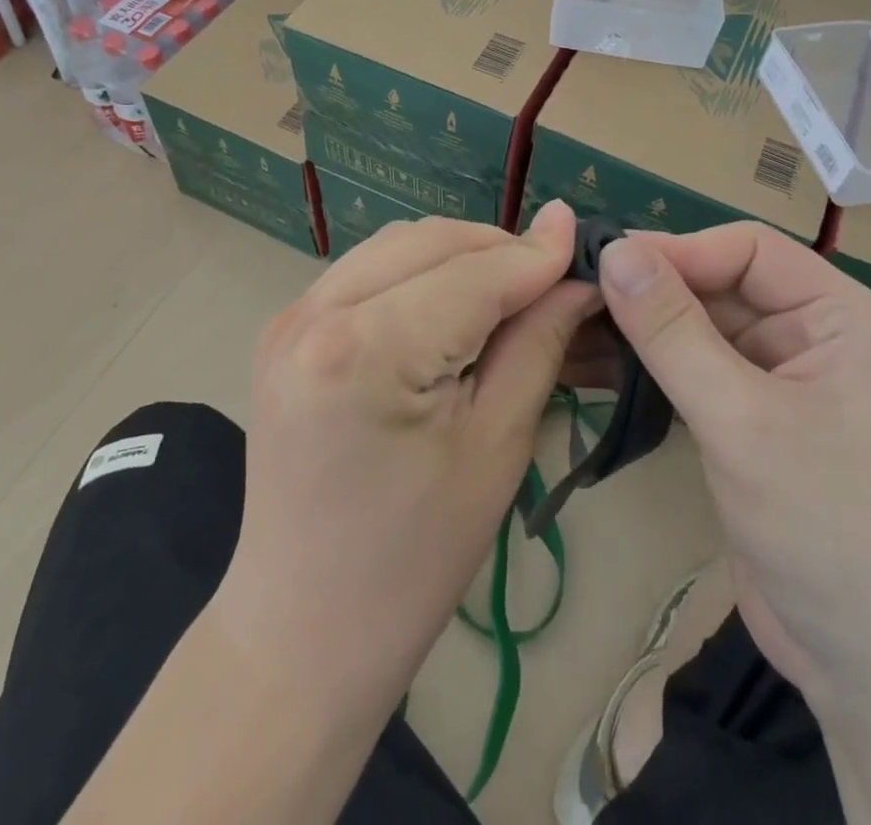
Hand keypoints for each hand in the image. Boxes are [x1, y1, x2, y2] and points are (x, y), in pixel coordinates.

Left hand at [210, 201, 597, 715]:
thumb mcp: (496, 446)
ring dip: (458, 255)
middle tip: (553, 278)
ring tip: (509, 292)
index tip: (587, 241)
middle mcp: (314, 313)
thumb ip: (537, 342)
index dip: (535, 256)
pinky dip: (418, 273)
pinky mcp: (283, 329)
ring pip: (395, 246)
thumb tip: (574, 271)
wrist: (304, 629)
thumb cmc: (414, 559)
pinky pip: (365, 270)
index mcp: (364, 349)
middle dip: (498, 249)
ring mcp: (289, 317)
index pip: (472, 273)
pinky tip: (451, 306)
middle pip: (429, 242)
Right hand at [597, 224, 870, 696]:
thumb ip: (673, 332)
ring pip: (702, 332)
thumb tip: (615, 252)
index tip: (607, 265)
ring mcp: (783, 384)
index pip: (749, 250)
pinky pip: (696, 375)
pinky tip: (596, 368)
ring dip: (642, 332)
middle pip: (722, 288)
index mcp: (842, 318)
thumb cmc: (828, 529)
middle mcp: (816, 339)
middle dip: (652, 293)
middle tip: (575, 296)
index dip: (679, 252)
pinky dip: (651, 371)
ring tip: (573, 328)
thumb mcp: (742, 421)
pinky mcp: (754, 426)